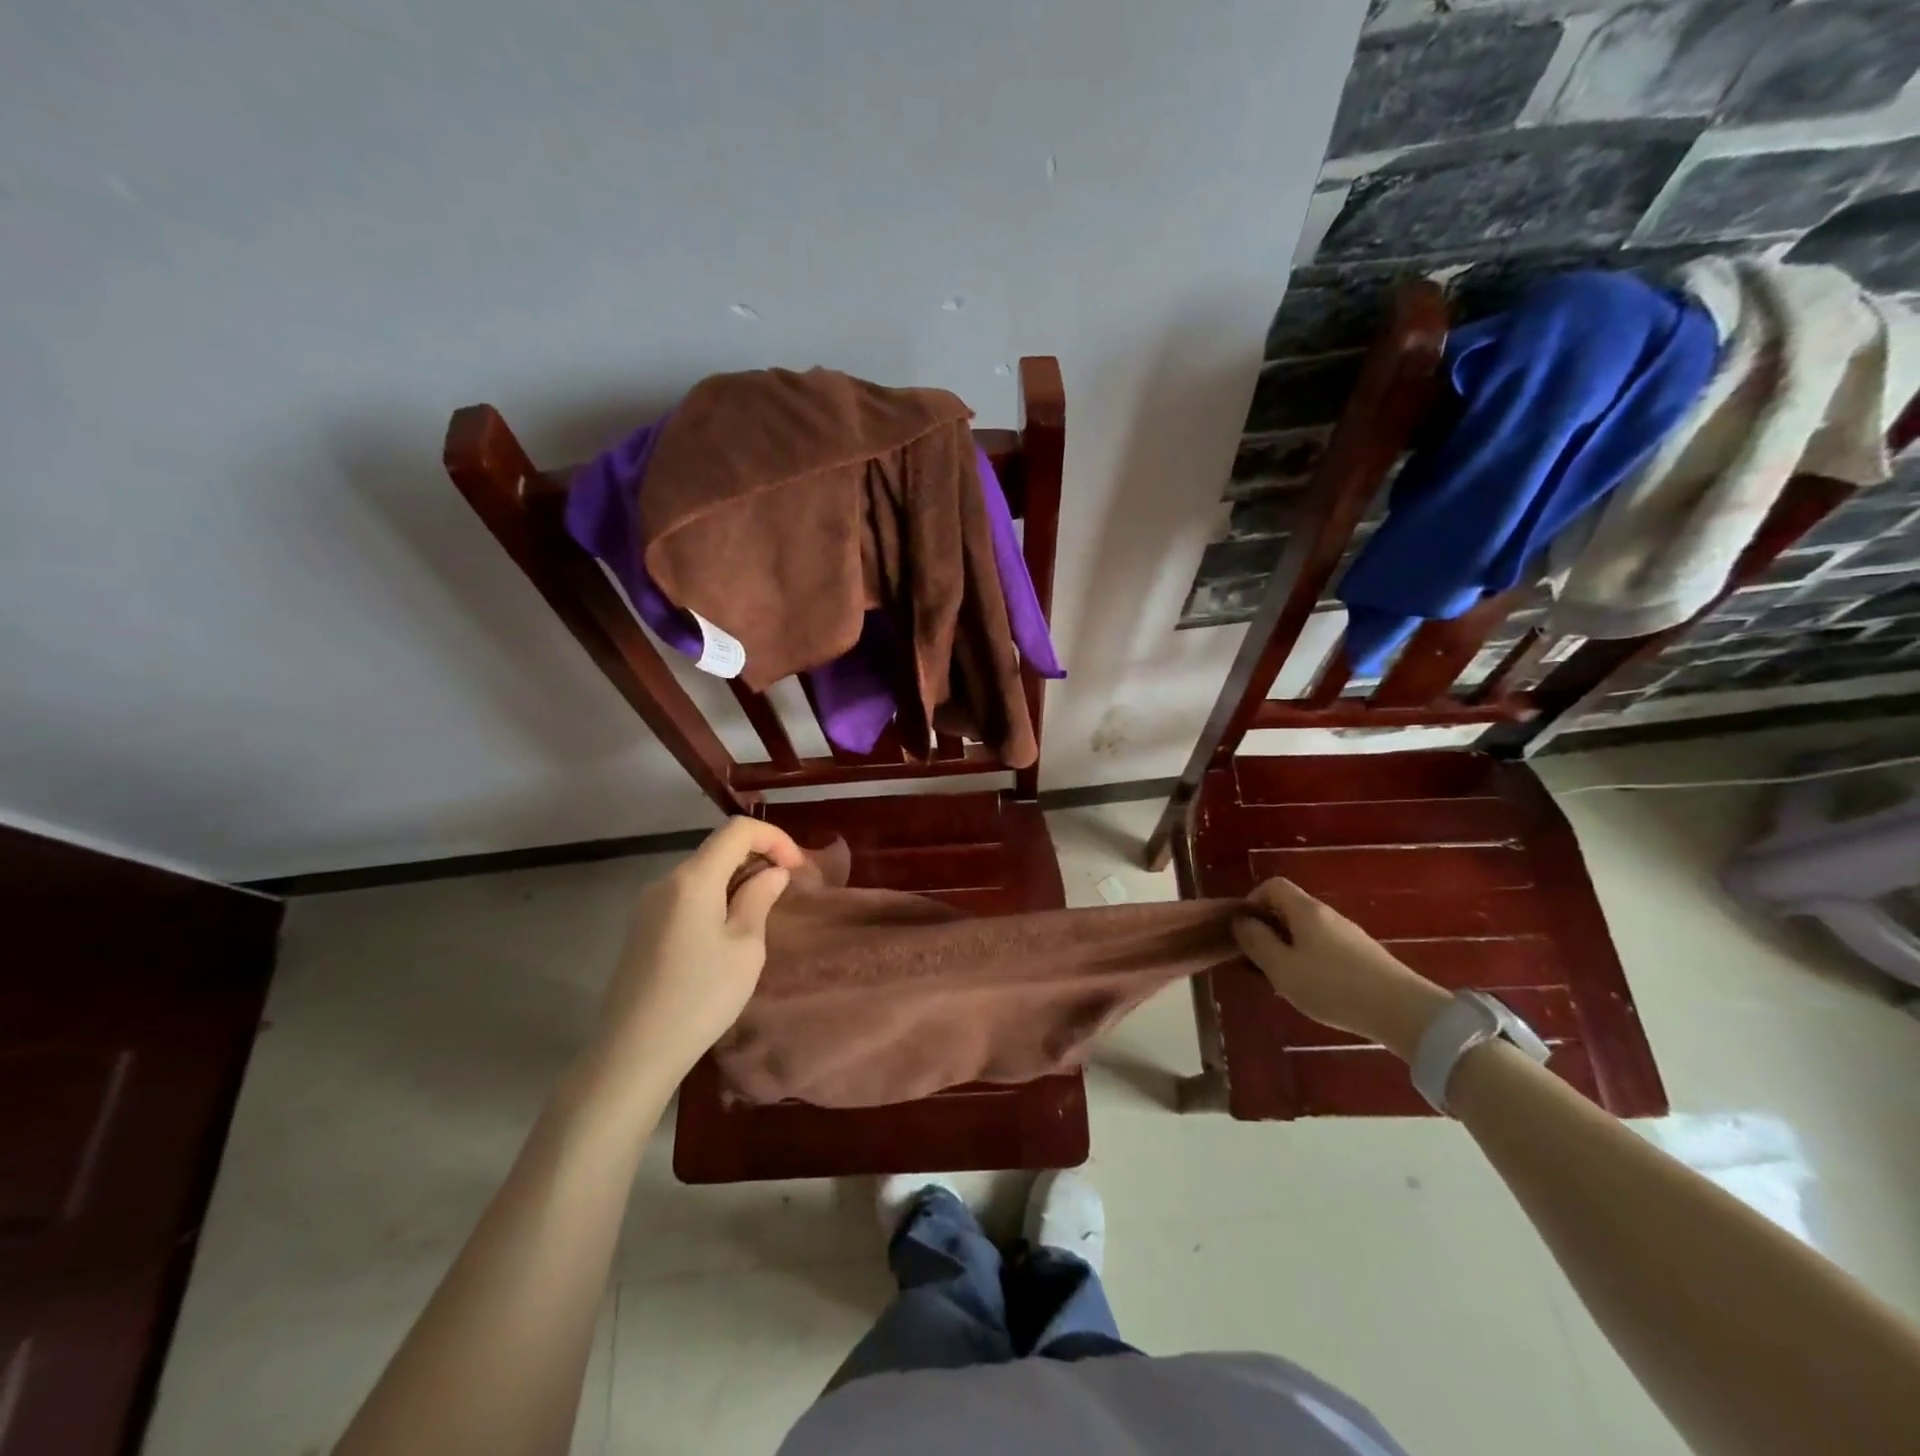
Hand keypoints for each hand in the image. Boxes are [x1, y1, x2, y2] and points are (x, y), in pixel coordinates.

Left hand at [585, 817, 804, 1094]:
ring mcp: (649, 905)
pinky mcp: (643, 928)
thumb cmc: (700, 997)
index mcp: (693, 879)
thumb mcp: (745, 948)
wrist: (633, 1052)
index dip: (774, 838)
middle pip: (718, 848)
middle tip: (787, 889)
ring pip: (702, 872)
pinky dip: (716, 897)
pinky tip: (729, 929)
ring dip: (737, 879)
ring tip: (763, 910)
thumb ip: (759, 899)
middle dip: (758, 858)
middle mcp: (666, 881)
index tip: (797, 868)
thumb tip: (772, 873)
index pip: (737, 830)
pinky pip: (687, 895)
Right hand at [1233, 878, 1451, 1061]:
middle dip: (1269, 930)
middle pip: (1289, 908)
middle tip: (1261, 962)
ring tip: (1286, 980)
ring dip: (1289, 948)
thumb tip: (1241, 921)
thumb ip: (1256, 941)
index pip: (1273, 886)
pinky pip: (1326, 947)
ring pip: (1307, 931)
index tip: (1246, 932)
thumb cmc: (1333, 986)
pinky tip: (1316, 990)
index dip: (1252, 902)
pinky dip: (1311, 960)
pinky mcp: (1364, 955)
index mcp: (1305, 910)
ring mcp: (1349, 934)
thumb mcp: (1282, 967)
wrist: (1404, 1012)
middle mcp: (1328, 915)